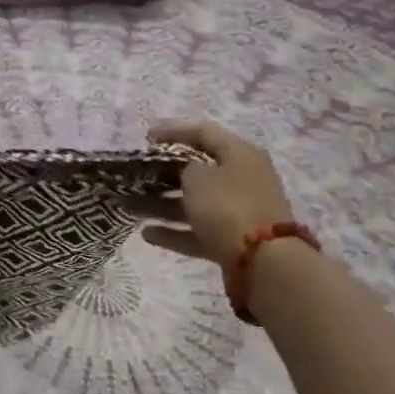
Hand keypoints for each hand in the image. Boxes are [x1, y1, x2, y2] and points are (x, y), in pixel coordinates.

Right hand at [133, 119, 294, 263]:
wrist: (264, 262)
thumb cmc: (227, 206)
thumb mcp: (198, 177)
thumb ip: (185, 167)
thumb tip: (188, 171)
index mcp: (240, 154)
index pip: (204, 132)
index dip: (173, 131)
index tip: (145, 137)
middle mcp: (243, 178)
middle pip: (199, 169)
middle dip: (165, 172)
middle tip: (137, 173)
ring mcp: (239, 211)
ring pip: (195, 202)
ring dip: (163, 203)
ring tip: (131, 205)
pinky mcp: (232, 239)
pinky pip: (198, 229)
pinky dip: (174, 231)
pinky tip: (146, 233)